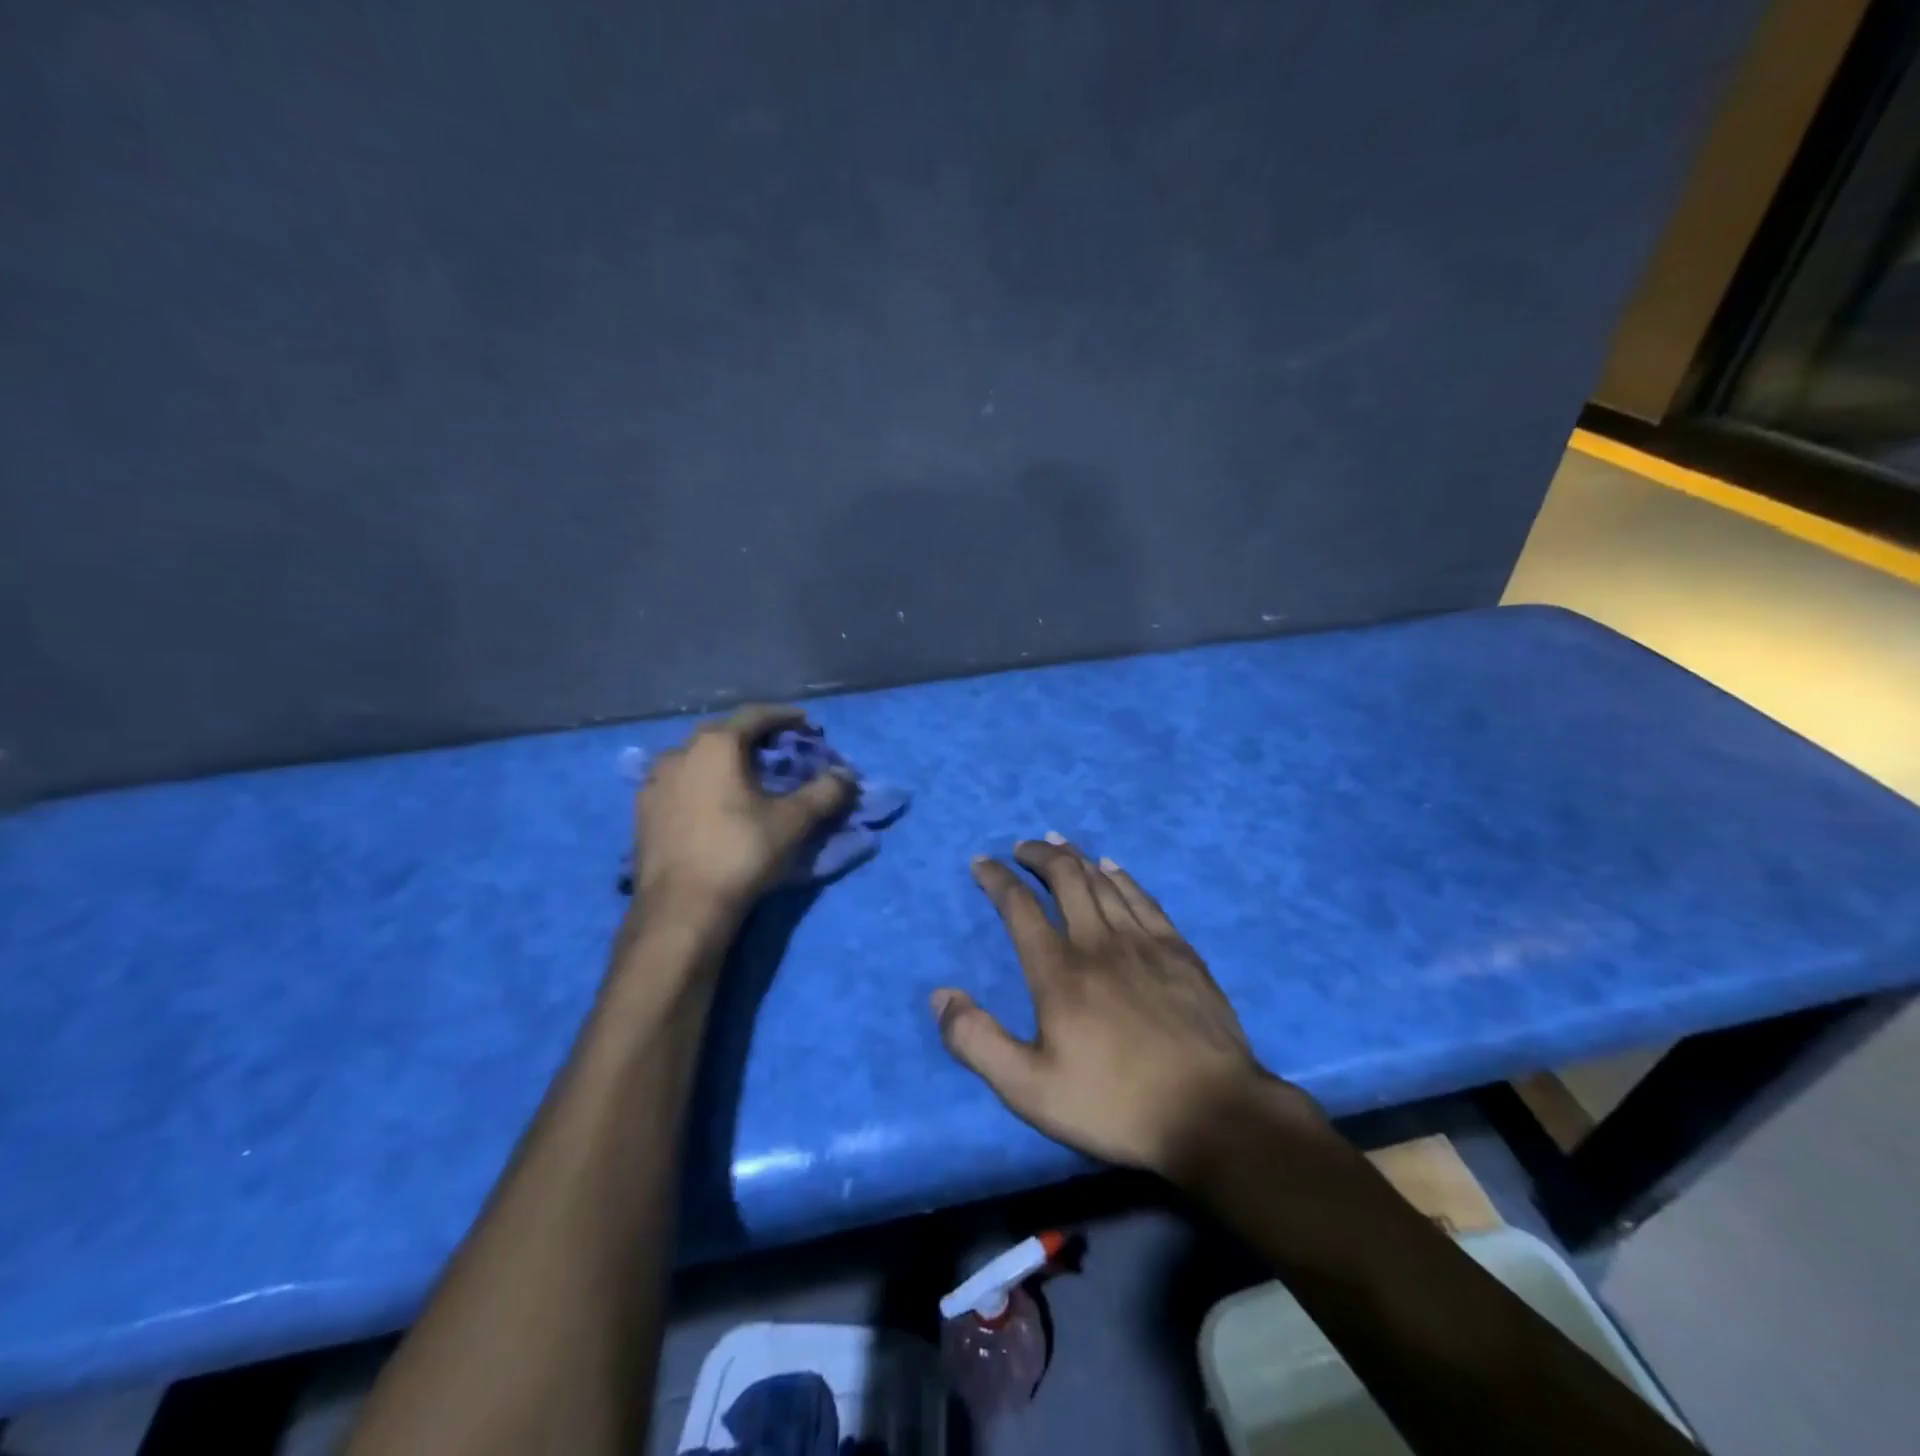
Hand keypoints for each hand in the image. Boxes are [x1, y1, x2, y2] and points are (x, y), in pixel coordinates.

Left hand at [633, 705, 853, 921]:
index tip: (806, 724)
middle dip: (753, 738)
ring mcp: (655, 782)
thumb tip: (847, 775)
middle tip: (778, 750)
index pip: (755, 715)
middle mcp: (679, 753)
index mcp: (715, 745)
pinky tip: (712, 803)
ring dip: (723, 761)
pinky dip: (701, 784)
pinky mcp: (643, 812)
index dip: (784, 716)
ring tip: (744, 777)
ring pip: (696, 759)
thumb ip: (825, 792)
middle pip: (723, 734)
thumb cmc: (740, 853)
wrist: (681, 909)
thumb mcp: (793, 822)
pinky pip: (679, 784)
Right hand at [933, 835, 1321, 1179]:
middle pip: (1065, 879)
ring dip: (1076, 857)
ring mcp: (1144, 943)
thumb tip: (940, 995)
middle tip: (1022, 848)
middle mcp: (1098, 942)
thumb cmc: (1113, 1104)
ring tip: (1059, 843)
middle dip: (1038, 856)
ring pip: (1103, 882)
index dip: (996, 879)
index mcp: (1058, 972)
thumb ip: (977, 1041)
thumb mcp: (1029, 1089)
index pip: (1019, 907)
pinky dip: (1122, 877)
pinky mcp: (1180, 952)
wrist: (1212, 1113)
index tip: (981, 862)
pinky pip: (1143, 899)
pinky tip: (1113, 868)